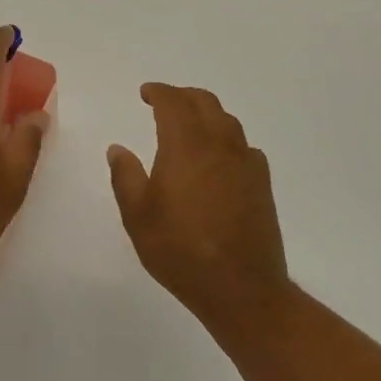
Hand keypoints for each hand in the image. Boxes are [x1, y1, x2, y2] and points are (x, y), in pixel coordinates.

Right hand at [108, 84, 290, 333]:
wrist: (242, 289)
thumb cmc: (181, 250)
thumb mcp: (138, 216)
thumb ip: (125, 176)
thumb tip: (118, 148)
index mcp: (186, 145)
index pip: (173, 102)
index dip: (158, 92)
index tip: (145, 93)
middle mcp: (219, 144)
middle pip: (204, 102)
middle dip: (183, 96)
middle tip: (165, 102)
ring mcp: (245, 163)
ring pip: (228, 121)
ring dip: (207, 113)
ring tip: (191, 125)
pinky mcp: (262, 184)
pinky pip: (244, 146)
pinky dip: (228, 140)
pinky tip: (220, 158)